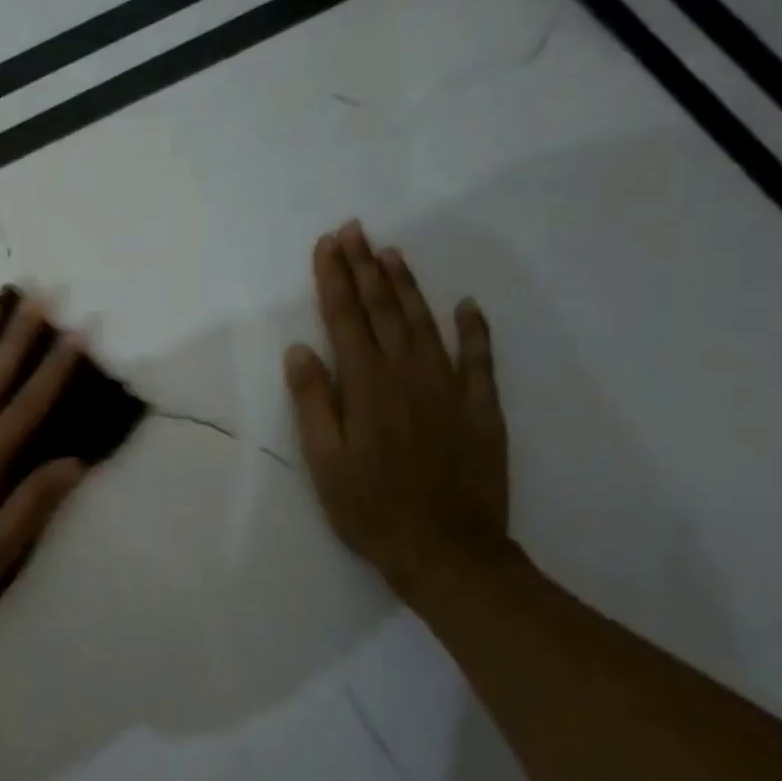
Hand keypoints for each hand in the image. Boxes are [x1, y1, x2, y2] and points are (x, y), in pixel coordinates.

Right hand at [285, 222, 510, 601]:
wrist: (447, 550)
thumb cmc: (369, 507)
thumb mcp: (323, 460)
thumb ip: (312, 401)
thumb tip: (300, 350)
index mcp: (365, 386)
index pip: (343, 319)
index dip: (333, 279)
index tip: (326, 245)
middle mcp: (407, 374)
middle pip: (382, 310)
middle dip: (365, 267)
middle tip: (354, 230)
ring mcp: (449, 388)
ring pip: (425, 322)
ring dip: (406, 285)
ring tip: (391, 252)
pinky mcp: (481, 408)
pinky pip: (479, 358)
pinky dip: (473, 328)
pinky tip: (466, 305)